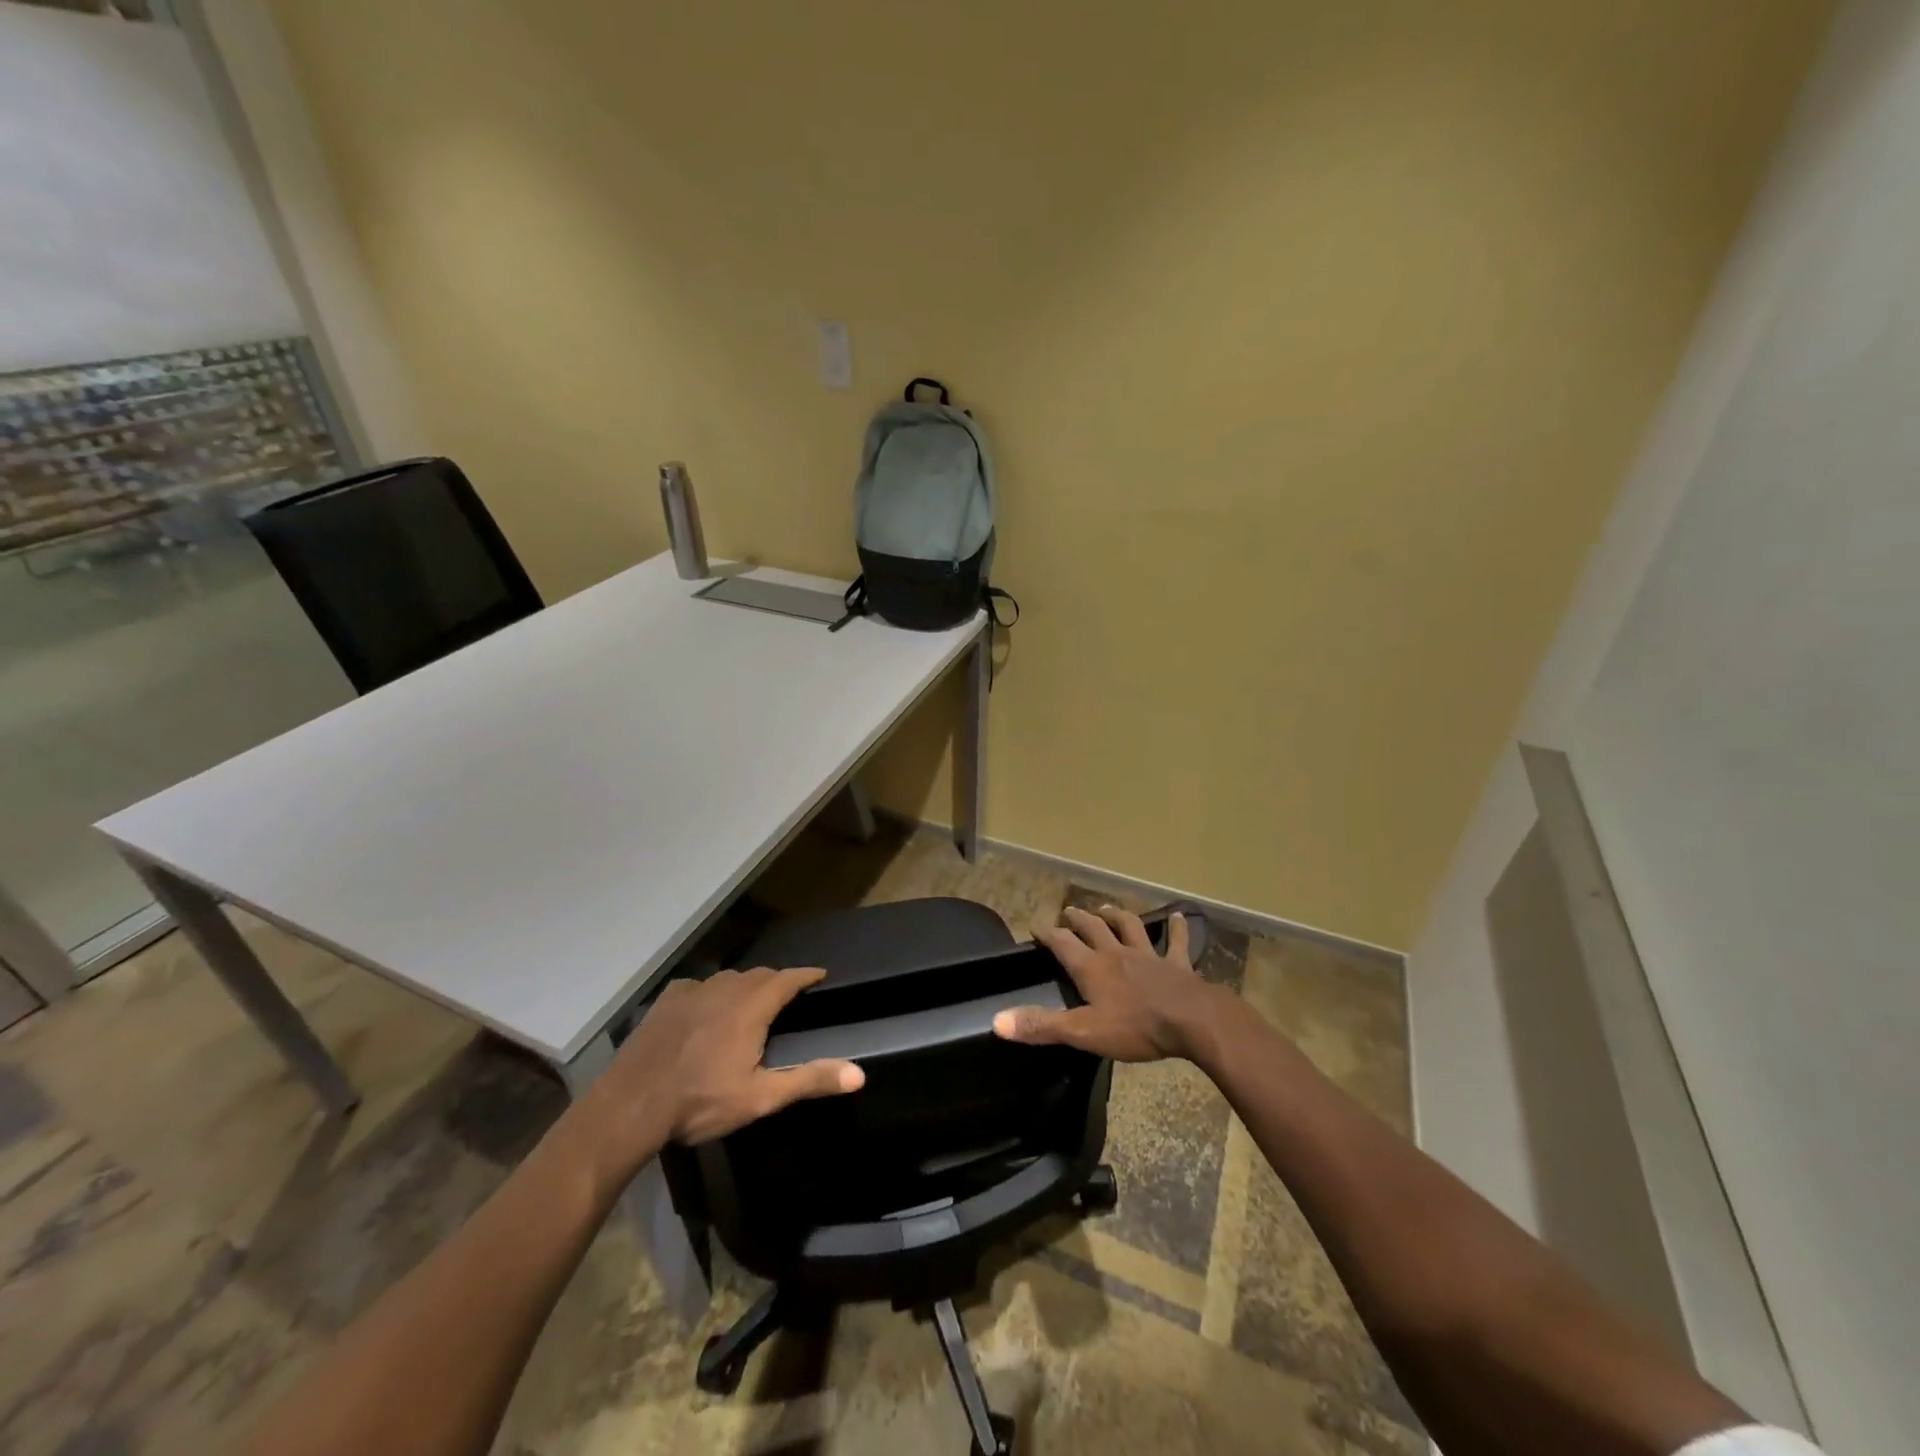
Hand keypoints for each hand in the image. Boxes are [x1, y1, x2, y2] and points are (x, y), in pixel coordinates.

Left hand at [572, 968, 864, 1179]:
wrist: (630, 1105)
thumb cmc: (700, 1101)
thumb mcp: (760, 1097)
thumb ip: (809, 1080)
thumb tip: (859, 1074)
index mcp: (752, 1006)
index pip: (788, 979)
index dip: (806, 975)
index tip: (820, 975)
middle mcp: (726, 987)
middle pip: (760, 975)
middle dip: (777, 982)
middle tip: (787, 996)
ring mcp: (693, 990)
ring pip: (729, 978)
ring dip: (745, 986)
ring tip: (749, 1003)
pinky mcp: (667, 1000)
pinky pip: (699, 987)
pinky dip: (711, 993)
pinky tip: (706, 1010)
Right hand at [993, 905, 1223, 1062]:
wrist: (1192, 1020)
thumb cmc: (1135, 1027)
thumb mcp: (1083, 1032)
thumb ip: (1041, 1025)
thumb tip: (997, 1020)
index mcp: (1092, 968)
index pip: (1062, 944)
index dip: (1047, 934)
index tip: (1035, 926)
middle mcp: (1116, 953)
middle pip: (1093, 928)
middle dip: (1077, 919)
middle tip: (1068, 911)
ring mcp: (1149, 955)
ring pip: (1129, 927)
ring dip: (1116, 915)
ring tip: (1106, 908)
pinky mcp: (1177, 964)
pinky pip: (1176, 943)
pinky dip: (1176, 929)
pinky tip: (1179, 917)